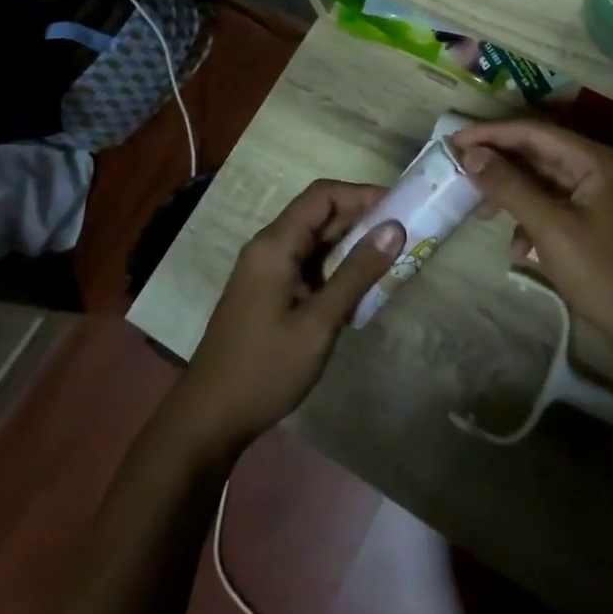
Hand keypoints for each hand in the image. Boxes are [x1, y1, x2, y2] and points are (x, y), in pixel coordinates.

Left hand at [172, 181, 402, 453]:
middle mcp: (268, 247)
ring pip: (315, 241)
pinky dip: (336, 268)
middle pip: (319, 215)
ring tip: (391, 260)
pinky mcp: (268, 292)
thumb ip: (356, 273)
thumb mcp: (319, 322)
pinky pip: (307, 265)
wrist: (209, 419)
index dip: (362, 193)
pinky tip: (361, 289)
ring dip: (351, 246)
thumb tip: (394, 228)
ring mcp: (266, 271)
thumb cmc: (265, 368)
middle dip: (362, 219)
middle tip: (404, 235)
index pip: (323, 195)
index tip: (400, 207)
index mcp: (275, 244)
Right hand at [449, 121, 612, 359]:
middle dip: (499, 163)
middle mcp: (596, 168)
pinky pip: (551, 207)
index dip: (492, 133)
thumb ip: (510, 186)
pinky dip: (529, 221)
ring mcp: (594, 195)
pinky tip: (517, 250)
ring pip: (541, 182)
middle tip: (459, 172)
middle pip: (537, 153)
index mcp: (594, 159)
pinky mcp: (590, 221)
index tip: (454, 141)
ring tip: (481, 212)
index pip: (534, 132)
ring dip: (511, 194)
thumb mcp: (550, 227)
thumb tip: (471, 154)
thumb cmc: (603, 272)